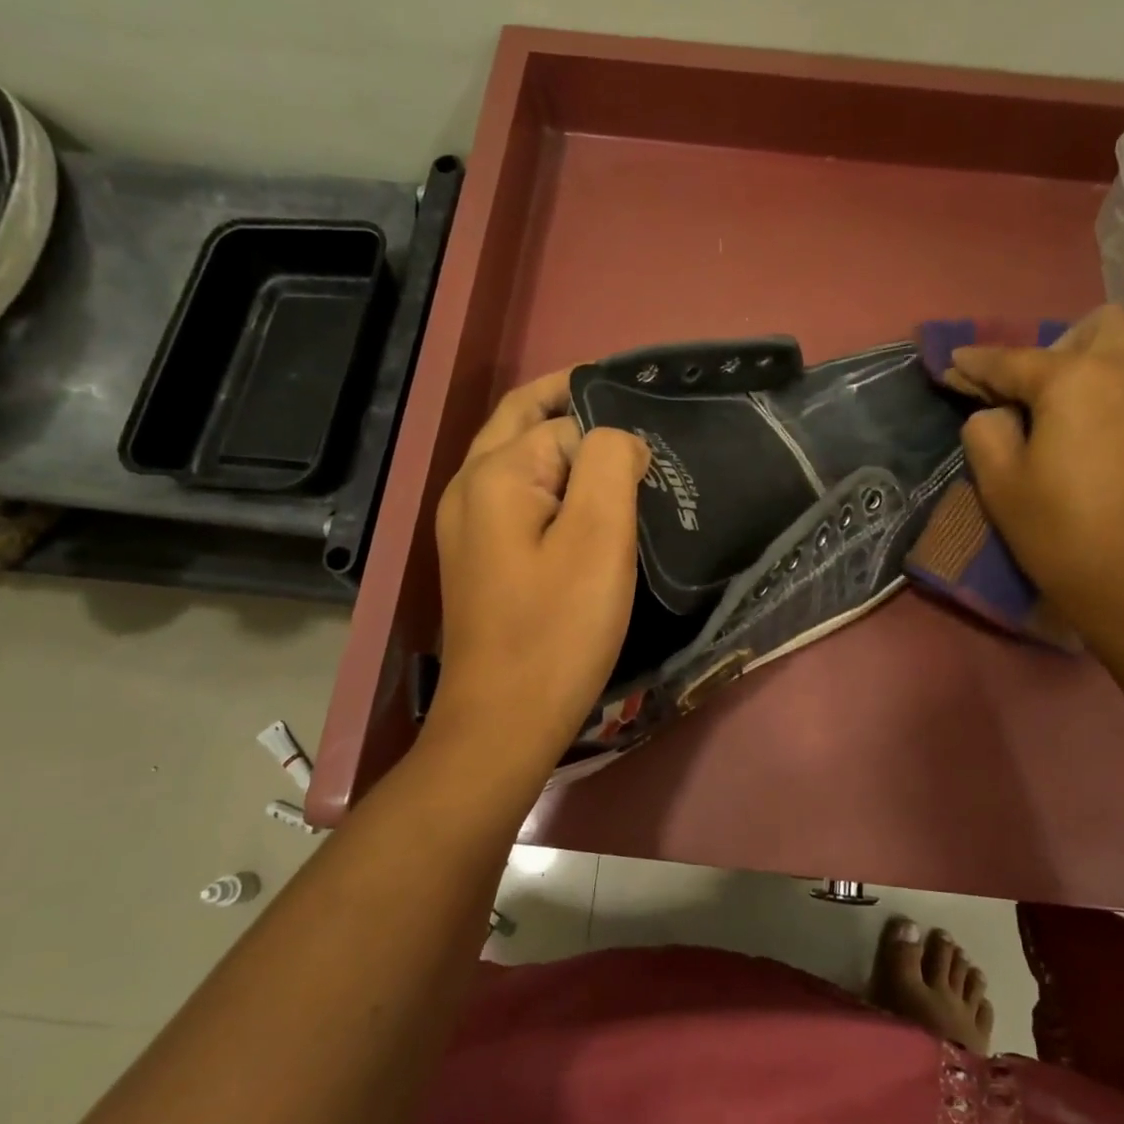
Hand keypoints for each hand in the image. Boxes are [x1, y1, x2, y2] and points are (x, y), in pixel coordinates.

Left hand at [428, 371, 650, 769]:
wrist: (503, 720)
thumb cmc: (557, 630)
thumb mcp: (599, 539)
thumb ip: (610, 464)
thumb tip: (618, 439)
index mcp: (496, 473)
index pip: (565, 422)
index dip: (611, 431)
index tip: (657, 447)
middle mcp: (469, 486)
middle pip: (522, 419)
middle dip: (572, 402)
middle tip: (633, 411)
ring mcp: (467, 523)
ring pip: (515, 455)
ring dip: (560, 440)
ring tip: (619, 453)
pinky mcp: (477, 555)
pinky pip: (514, 492)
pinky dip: (549, 477)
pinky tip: (584, 504)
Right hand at [952, 306, 1123, 637]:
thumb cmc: (1062, 529)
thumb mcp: (1001, 482)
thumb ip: (985, 432)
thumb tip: (994, 414)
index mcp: (1073, 378)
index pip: (1011, 360)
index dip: (975, 363)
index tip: (951, 365)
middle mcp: (1123, 369)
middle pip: (1093, 328)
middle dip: (1054, 346)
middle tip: (1024, 390)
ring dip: (1087, 363)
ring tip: (1055, 408)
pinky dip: (1109, 388)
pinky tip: (1086, 428)